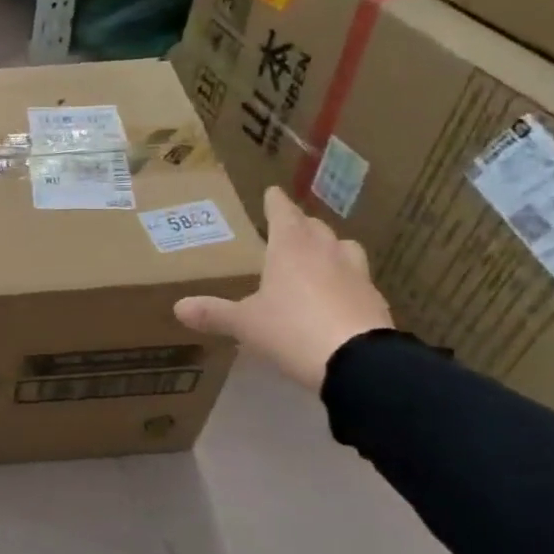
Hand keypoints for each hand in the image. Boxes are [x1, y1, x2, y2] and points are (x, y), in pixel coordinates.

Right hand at [174, 186, 393, 391]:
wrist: (358, 362)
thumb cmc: (291, 329)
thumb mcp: (245, 324)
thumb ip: (214, 313)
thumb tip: (178, 307)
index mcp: (290, 249)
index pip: (282, 214)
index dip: (275, 203)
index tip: (272, 192)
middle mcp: (325, 253)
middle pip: (315, 228)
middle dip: (302, 225)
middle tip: (290, 227)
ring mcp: (356, 275)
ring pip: (344, 248)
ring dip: (330, 247)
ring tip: (319, 256)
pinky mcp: (375, 301)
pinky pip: (358, 280)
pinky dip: (345, 280)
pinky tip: (337, 295)